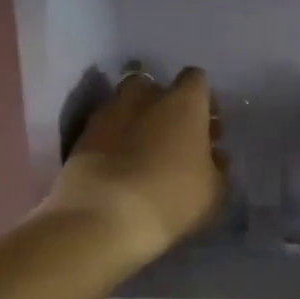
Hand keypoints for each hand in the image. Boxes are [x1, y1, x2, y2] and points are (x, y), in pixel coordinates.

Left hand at [48, 67, 226, 265]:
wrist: (105, 219)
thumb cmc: (173, 199)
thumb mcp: (214, 190)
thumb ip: (217, 166)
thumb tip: (214, 154)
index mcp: (184, 103)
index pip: (196, 80)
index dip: (203, 99)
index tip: (208, 125)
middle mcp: (145, 98)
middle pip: (156, 86)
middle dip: (165, 104)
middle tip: (175, 135)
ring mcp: (109, 114)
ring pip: (125, 104)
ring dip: (136, 118)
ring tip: (144, 149)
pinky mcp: (82, 136)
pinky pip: (104, 127)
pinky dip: (113, 139)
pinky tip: (119, 164)